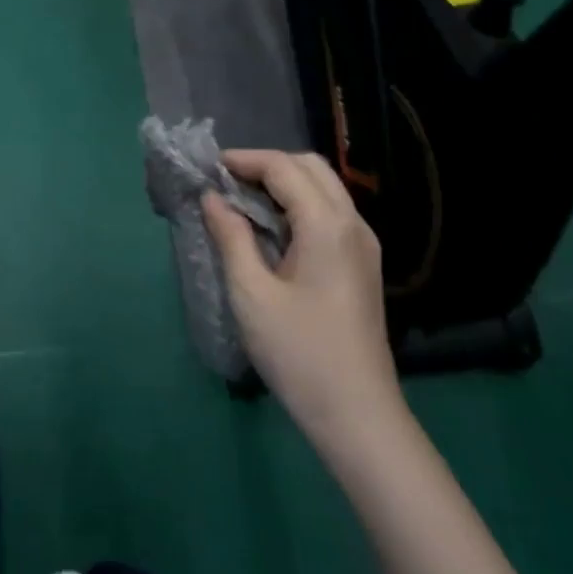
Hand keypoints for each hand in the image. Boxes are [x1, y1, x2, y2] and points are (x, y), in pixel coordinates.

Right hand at [201, 150, 401, 433]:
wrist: (357, 413)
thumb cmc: (298, 351)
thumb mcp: (251, 293)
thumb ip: (231, 237)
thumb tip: (213, 198)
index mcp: (327, 225)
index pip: (284, 167)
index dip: (244, 160)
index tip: (208, 169)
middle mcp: (353, 224)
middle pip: (310, 167)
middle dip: (266, 165)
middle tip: (226, 184)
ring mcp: (363, 244)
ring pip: (324, 188)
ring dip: (283, 183)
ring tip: (242, 203)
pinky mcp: (363, 264)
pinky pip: (330, 213)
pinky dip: (298, 205)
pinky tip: (272, 229)